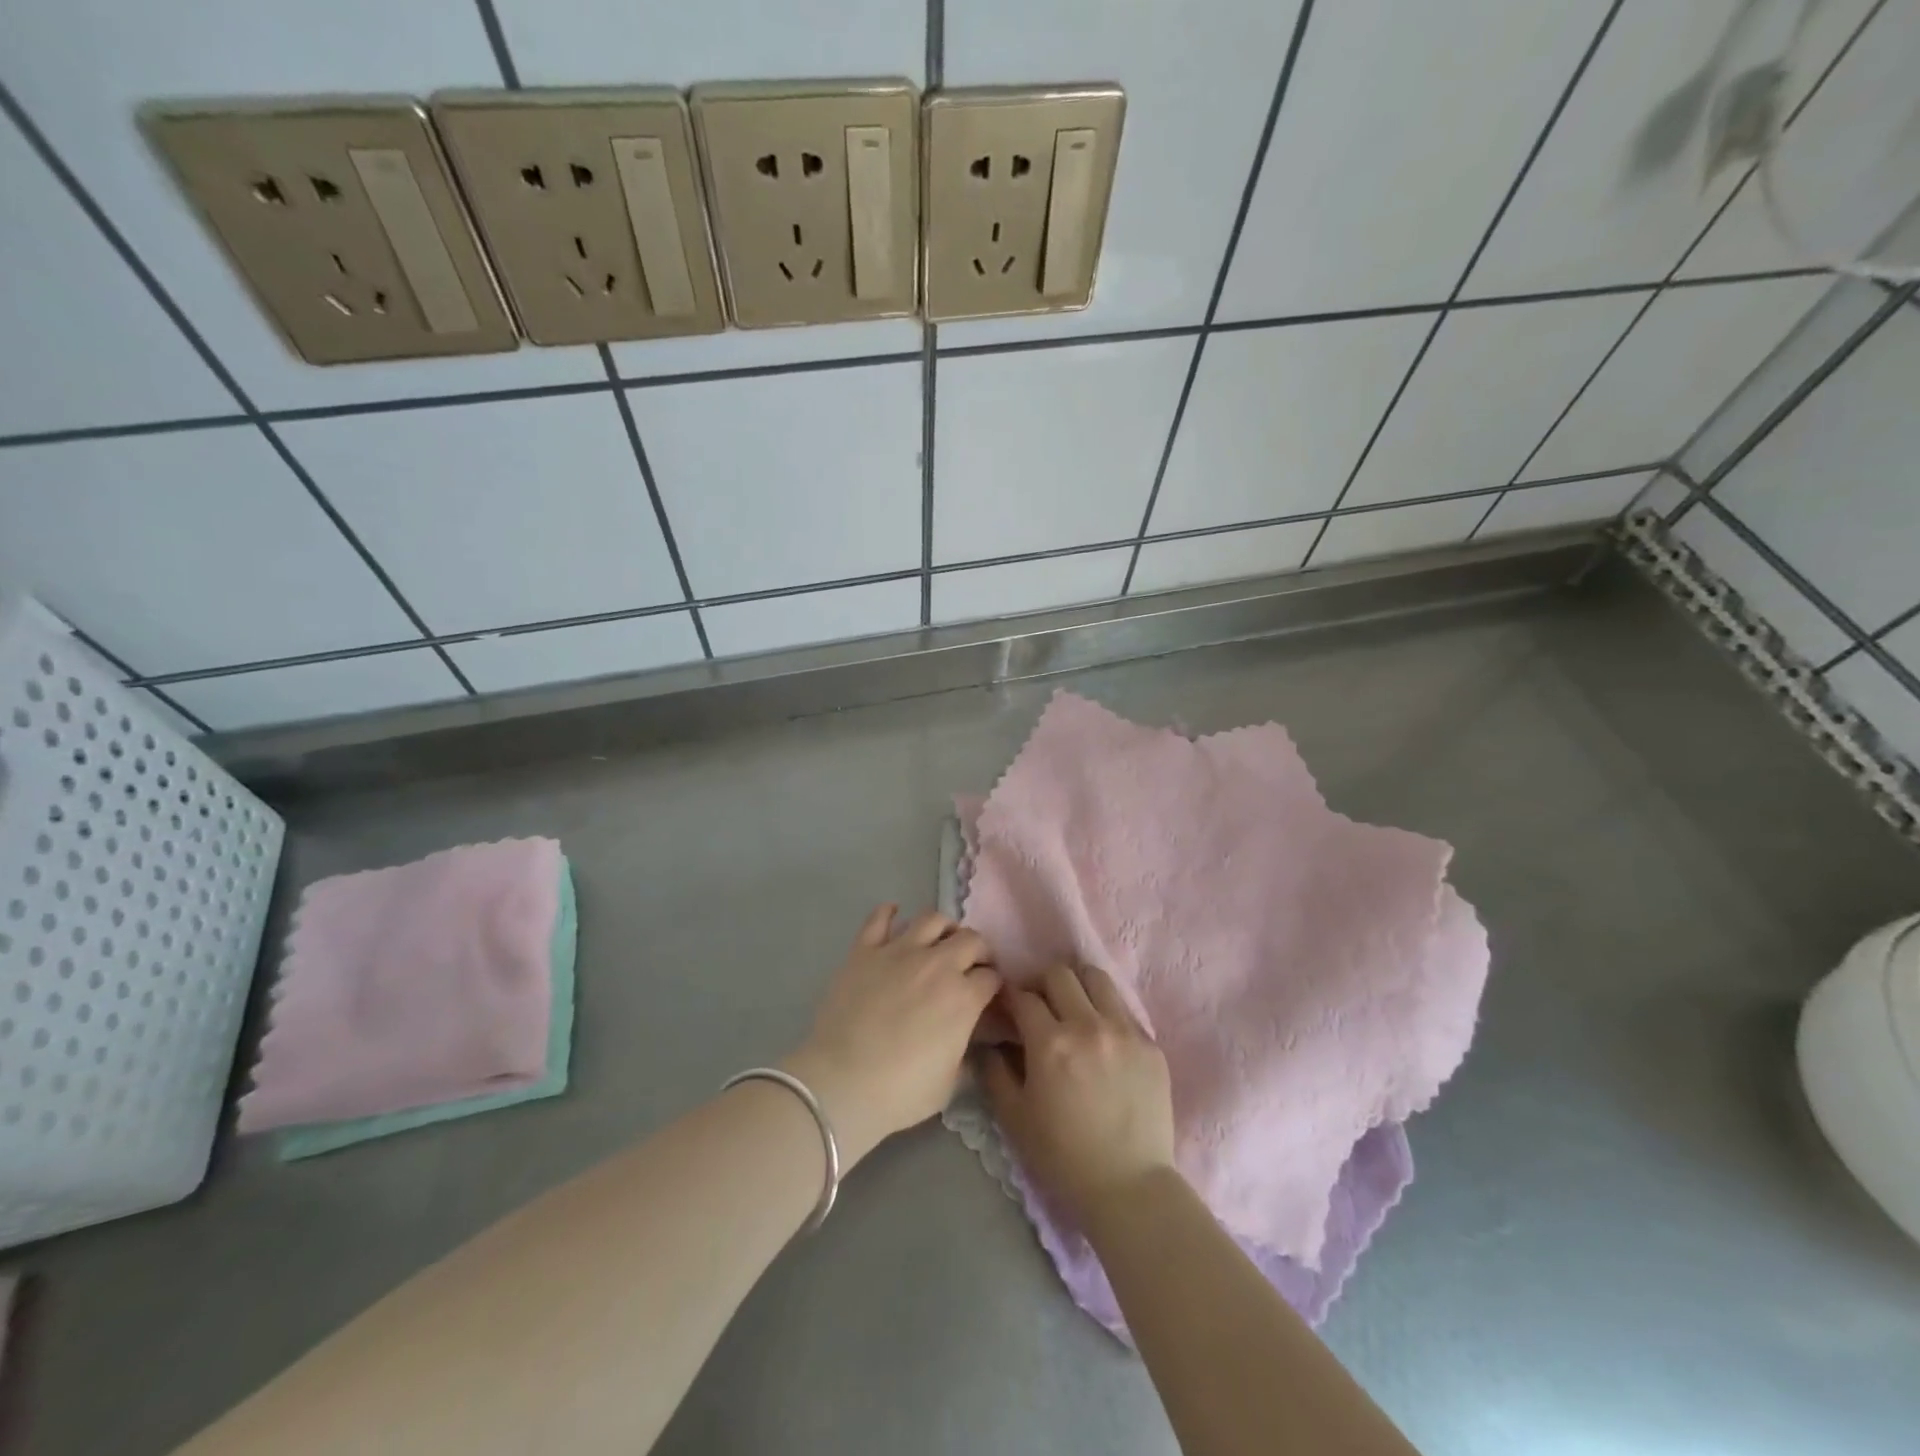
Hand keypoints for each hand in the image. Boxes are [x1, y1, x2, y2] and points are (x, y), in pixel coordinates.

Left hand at [784, 906, 999, 1166]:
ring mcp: (899, 951)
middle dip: (978, 951)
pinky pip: (879, 918)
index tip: (988, 994)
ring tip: (939, 941)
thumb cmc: (901, 1091)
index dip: (993, 985)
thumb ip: (967, 1054)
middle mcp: (937, 964)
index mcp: (963, 997)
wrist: (842, 1082)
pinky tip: (894, 916)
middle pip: (971, 939)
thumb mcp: (950, 1083)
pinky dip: (889, 913)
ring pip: (932, 919)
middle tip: (971, 966)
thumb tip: (975, 1043)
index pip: (992, 977)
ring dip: (943, 928)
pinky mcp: (865, 950)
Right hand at [983, 963, 1176, 1227]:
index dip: (1009, 996)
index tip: (1006, 1005)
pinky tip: (1101, 1037)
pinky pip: (1123, 1009)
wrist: (1130, 1188)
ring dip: (1077, 985)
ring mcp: (1125, 1031)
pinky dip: (1106, 1012)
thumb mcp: (1014, 1117)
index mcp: (1051, 1043)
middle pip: (1060, 974)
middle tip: (1038, 1004)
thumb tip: (988, 1041)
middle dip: (1041, 983)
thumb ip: (995, 1071)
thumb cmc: (1063, 1157)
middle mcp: (1088, 1025)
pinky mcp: (1151, 1044)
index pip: (1023, 996)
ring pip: (1097, 978)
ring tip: (1073, 1007)